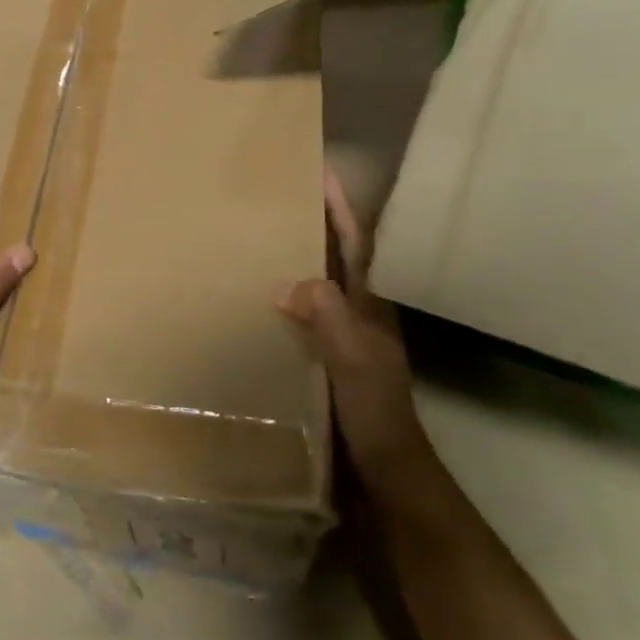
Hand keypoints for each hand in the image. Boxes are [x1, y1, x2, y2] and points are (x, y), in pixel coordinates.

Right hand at [278, 169, 430, 478]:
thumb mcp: (353, 359)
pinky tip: (257, 297)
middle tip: (282, 195)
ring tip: (262, 234)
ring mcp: (341, 335)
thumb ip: (328, 316)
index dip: (340, 208)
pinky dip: (283, 297)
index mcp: (370, 305)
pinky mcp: (324, 357)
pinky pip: (301, 313)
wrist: (383, 469)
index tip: (323, 170)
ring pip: (317, 283)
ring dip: (297, 257)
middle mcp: (357, 312)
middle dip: (316, 222)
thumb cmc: (374, 410)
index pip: (355, 244)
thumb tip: (288, 283)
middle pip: (336, 256)